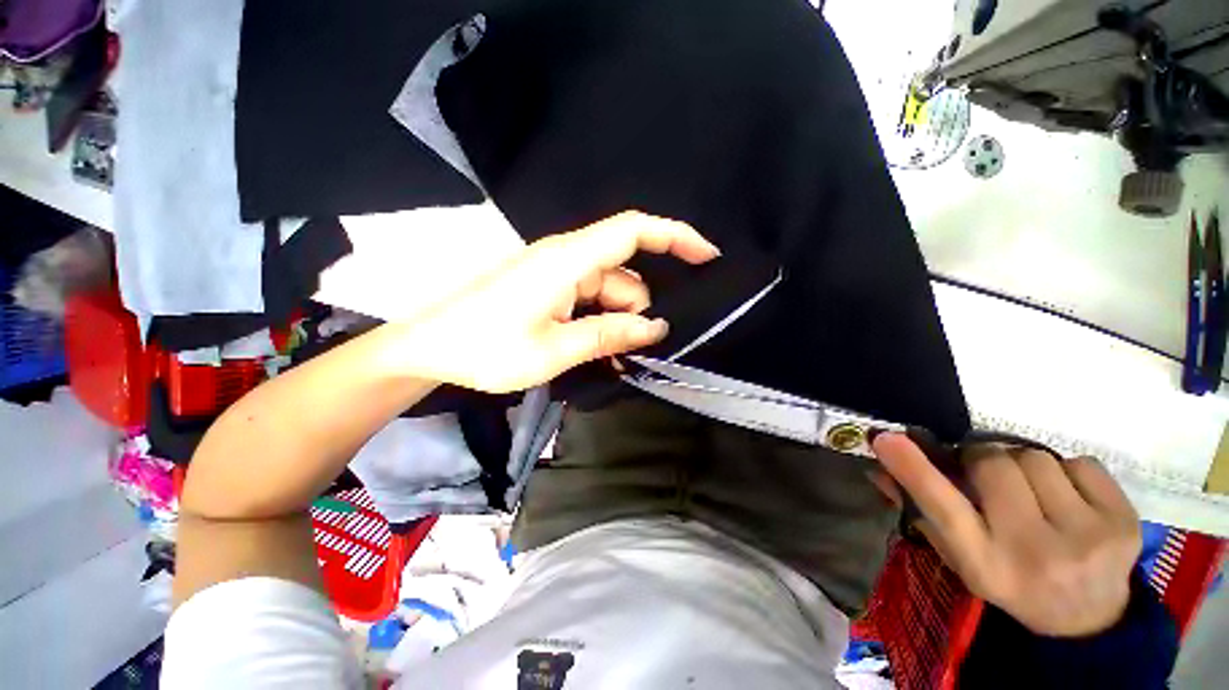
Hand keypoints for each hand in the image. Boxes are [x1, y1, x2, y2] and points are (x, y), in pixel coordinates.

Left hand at [392, 211, 719, 392]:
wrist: (429, 347)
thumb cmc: (486, 348)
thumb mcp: (554, 350)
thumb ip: (607, 334)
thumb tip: (655, 328)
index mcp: (567, 261)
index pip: (632, 231)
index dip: (674, 236)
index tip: (707, 255)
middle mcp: (566, 259)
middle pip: (624, 275)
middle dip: (636, 311)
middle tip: (632, 352)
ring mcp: (556, 274)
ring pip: (608, 292)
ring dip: (618, 322)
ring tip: (611, 359)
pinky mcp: (548, 289)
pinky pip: (589, 300)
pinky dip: (600, 323)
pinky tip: (598, 350)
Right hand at [872, 434, 1141, 636]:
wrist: (1088, 619)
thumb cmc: (1011, 582)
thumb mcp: (960, 556)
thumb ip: (920, 510)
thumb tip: (878, 468)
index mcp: (986, 564)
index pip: (944, 508)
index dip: (913, 469)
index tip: (886, 438)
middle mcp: (1034, 552)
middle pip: (995, 465)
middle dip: (984, 460)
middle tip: (987, 477)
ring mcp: (1088, 538)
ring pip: (1036, 458)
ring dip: (1025, 466)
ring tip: (1033, 494)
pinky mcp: (1125, 522)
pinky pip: (1081, 463)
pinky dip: (1067, 472)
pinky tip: (1070, 501)